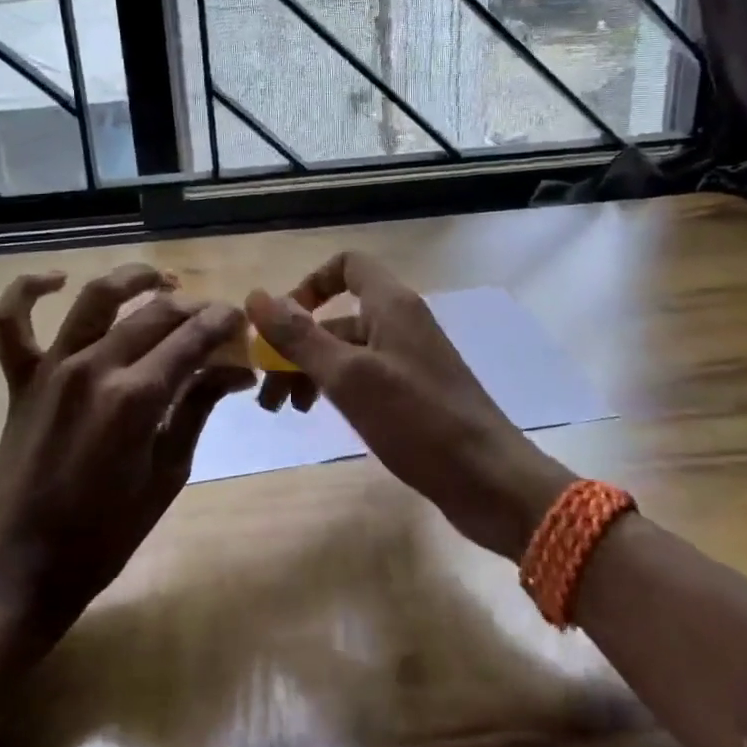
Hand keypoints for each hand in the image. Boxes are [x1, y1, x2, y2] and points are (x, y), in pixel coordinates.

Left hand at [0, 264, 253, 635]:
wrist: (26, 566)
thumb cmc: (108, 532)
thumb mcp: (169, 472)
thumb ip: (198, 408)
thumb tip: (237, 371)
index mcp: (136, 398)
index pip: (192, 338)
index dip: (223, 323)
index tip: (241, 321)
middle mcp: (94, 368)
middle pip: (155, 314)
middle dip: (194, 308)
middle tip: (214, 319)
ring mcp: (52, 368)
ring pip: (95, 299)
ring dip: (132, 279)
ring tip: (160, 278)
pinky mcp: (20, 379)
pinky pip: (10, 324)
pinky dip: (27, 291)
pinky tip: (57, 280)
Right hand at [246, 252, 572, 560]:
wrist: (490, 481)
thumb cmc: (418, 421)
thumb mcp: (349, 377)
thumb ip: (301, 337)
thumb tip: (256, 297)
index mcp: (391, 305)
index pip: (346, 266)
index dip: (310, 285)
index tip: (281, 323)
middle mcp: (401, 323)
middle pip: (338, 316)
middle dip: (297, 346)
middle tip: (268, 392)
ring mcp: (409, 359)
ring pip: (347, 351)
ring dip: (311, 371)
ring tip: (287, 411)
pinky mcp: (414, 393)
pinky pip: (364, 377)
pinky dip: (337, 389)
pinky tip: (322, 416)